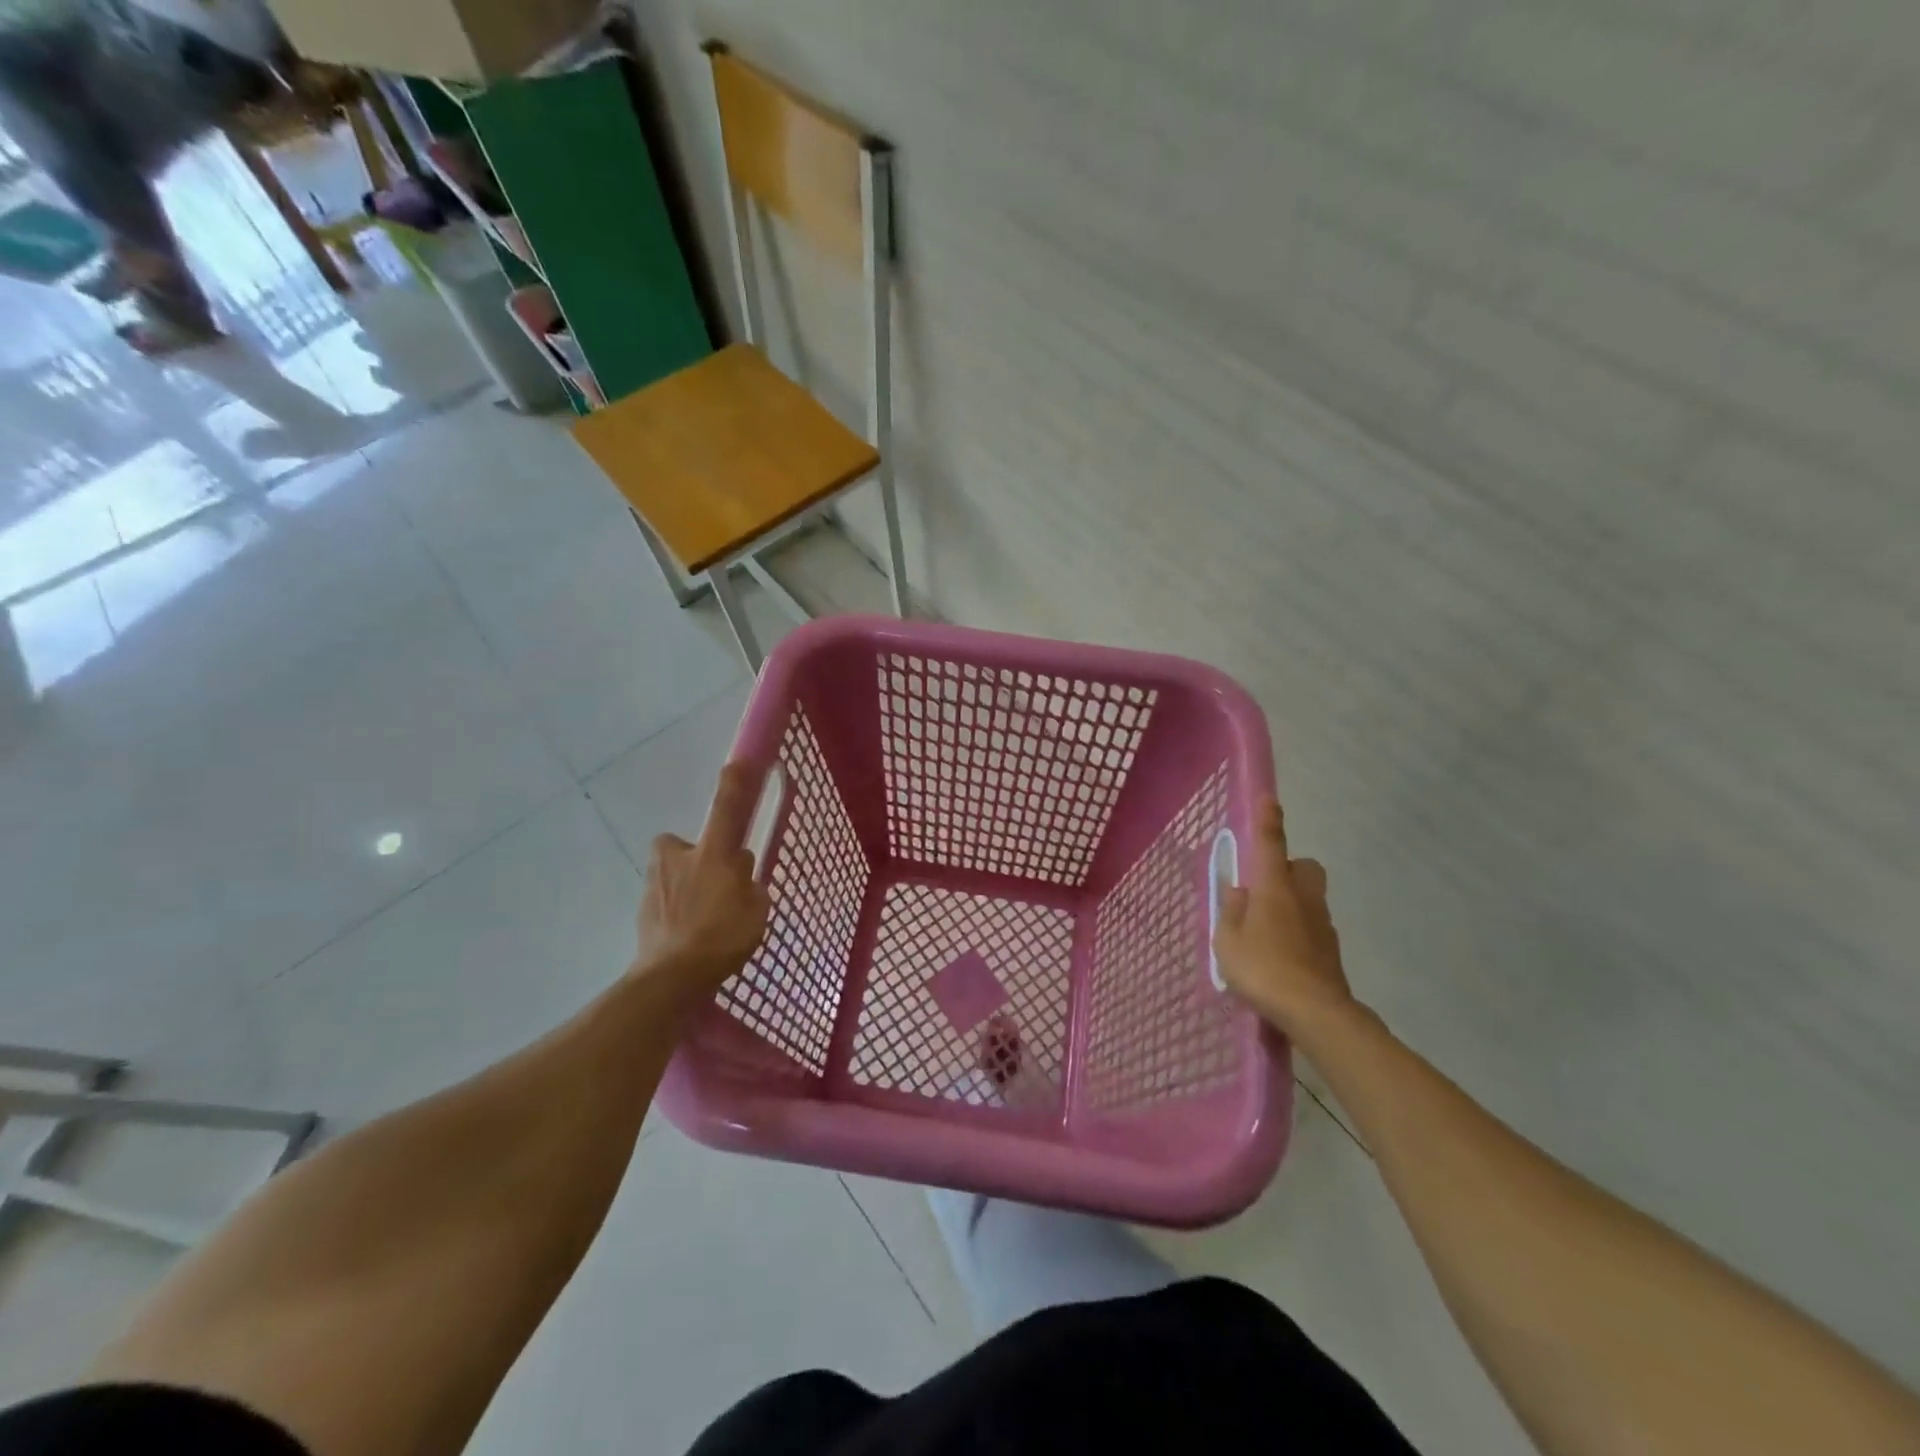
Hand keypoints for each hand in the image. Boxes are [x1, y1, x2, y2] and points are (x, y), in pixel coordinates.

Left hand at [636, 764, 771, 995]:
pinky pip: (665, 899)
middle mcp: (680, 858)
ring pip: (673, 872)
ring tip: (703, 918)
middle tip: (716, 881)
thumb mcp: (756, 910)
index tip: (738, 761)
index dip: (735, 784)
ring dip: (685, 885)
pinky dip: (675, 911)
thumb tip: (740, 875)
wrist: (671, 977)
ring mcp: (656, 883)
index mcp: (713, 854)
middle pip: (685, 844)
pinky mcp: (642, 909)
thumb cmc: (723, 937)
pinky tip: (688, 936)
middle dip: (697, 856)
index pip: (727, 809)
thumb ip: (750, 886)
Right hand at [1213, 796, 1356, 1039]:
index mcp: (1274, 889)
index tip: (1270, 799)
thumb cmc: (1263, 969)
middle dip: (1288, 868)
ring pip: (1309, 896)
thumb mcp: (1228, 941)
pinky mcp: (1331, 949)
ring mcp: (1322, 923)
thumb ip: (1230, 911)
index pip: (1271, 844)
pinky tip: (1281, 954)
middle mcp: (1302, 898)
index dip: (1269, 820)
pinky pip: (1312, 925)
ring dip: (1291, 901)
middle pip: (1303, 867)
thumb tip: (1239, 892)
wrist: (1316, 1012)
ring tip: (1265, 929)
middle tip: (1263, 888)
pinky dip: (1298, 929)